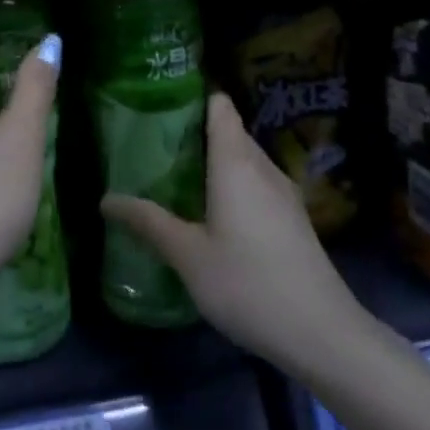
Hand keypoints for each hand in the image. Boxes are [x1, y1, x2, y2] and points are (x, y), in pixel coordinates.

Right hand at [99, 94, 361, 374]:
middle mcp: (262, 165)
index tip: (159, 101)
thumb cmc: (248, 284)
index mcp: (235, 161)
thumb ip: (148, 223)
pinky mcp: (293, 217)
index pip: (219, 104)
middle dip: (193, 130)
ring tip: (175, 174)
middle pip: (228, 129)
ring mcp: (283, 191)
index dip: (192, 95)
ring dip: (213, 160)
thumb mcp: (188, 256)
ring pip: (243, 158)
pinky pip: (256, 181)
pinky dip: (232, 182)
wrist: (324, 334)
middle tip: (153, 143)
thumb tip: (105, 199)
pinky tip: (211, 211)